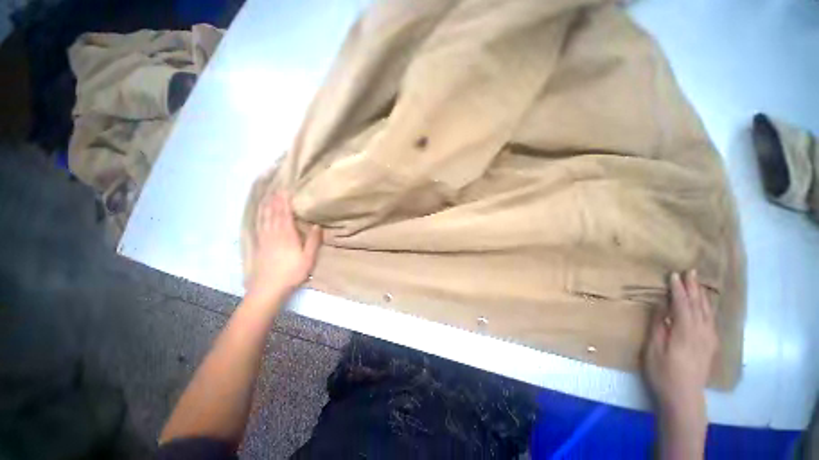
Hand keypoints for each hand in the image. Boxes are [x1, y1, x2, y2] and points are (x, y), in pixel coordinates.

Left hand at [246, 192, 321, 305]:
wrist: (268, 288)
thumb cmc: (292, 273)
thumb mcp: (308, 258)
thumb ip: (313, 241)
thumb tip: (317, 225)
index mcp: (287, 236)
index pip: (285, 215)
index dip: (285, 202)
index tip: (286, 191)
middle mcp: (273, 234)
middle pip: (273, 213)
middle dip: (275, 200)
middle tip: (277, 189)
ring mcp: (264, 239)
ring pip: (264, 218)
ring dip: (266, 206)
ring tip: (267, 196)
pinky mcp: (259, 245)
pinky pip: (259, 225)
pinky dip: (259, 216)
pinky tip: (260, 214)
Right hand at [644, 270, 716, 458]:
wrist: (684, 396)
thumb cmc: (663, 372)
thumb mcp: (654, 349)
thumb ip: (659, 326)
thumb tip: (662, 307)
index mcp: (685, 331)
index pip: (682, 305)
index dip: (678, 289)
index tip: (673, 275)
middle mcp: (701, 332)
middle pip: (698, 305)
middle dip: (693, 288)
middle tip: (690, 271)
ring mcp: (708, 339)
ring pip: (707, 312)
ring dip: (702, 296)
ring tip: (699, 284)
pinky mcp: (710, 346)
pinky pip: (711, 321)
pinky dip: (708, 309)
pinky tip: (707, 307)